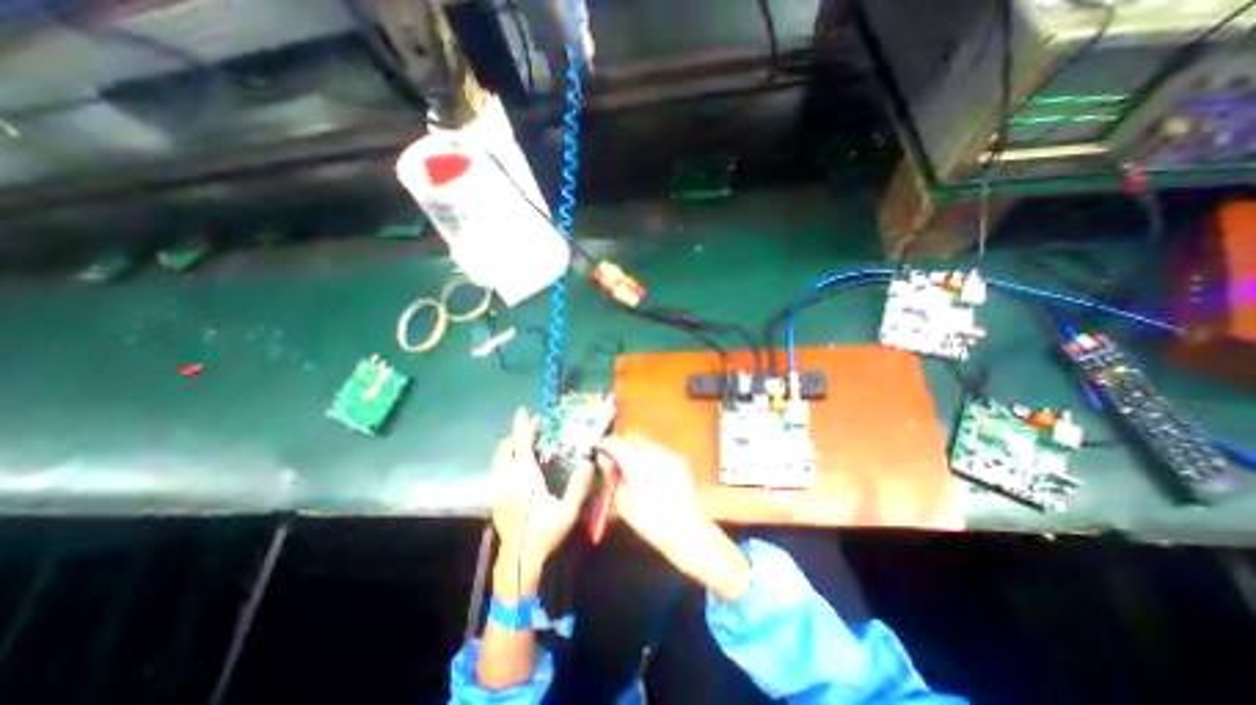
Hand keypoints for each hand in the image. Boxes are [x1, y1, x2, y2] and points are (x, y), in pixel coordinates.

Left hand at [490, 410, 593, 602]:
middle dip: (515, 435)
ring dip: (509, 447)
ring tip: (524, 444)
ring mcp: (499, 489)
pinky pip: (497, 471)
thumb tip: (589, 463)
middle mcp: (508, 479)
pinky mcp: (496, 499)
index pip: (522, 445)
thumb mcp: (567, 512)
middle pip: (505, 449)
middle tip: (531, 429)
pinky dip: (505, 461)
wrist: (518, 561)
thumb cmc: (544, 534)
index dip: (523, 427)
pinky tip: (516, 468)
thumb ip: (578, 487)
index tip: (523, 412)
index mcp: (525, 478)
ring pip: (498, 460)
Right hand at [595, 435, 744, 599]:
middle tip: (612, 453)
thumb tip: (602, 458)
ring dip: (634, 446)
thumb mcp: (623, 503)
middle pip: (634, 438)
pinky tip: (646, 467)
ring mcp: (671, 456)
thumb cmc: (650, 523)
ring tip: (629, 460)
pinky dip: (648, 453)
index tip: (598, 445)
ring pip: (646, 442)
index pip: (619, 445)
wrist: (686, 530)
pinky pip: (658, 449)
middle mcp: (657, 457)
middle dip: (621, 442)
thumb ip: (612, 476)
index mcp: (640, 470)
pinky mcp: (680, 459)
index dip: (606, 442)